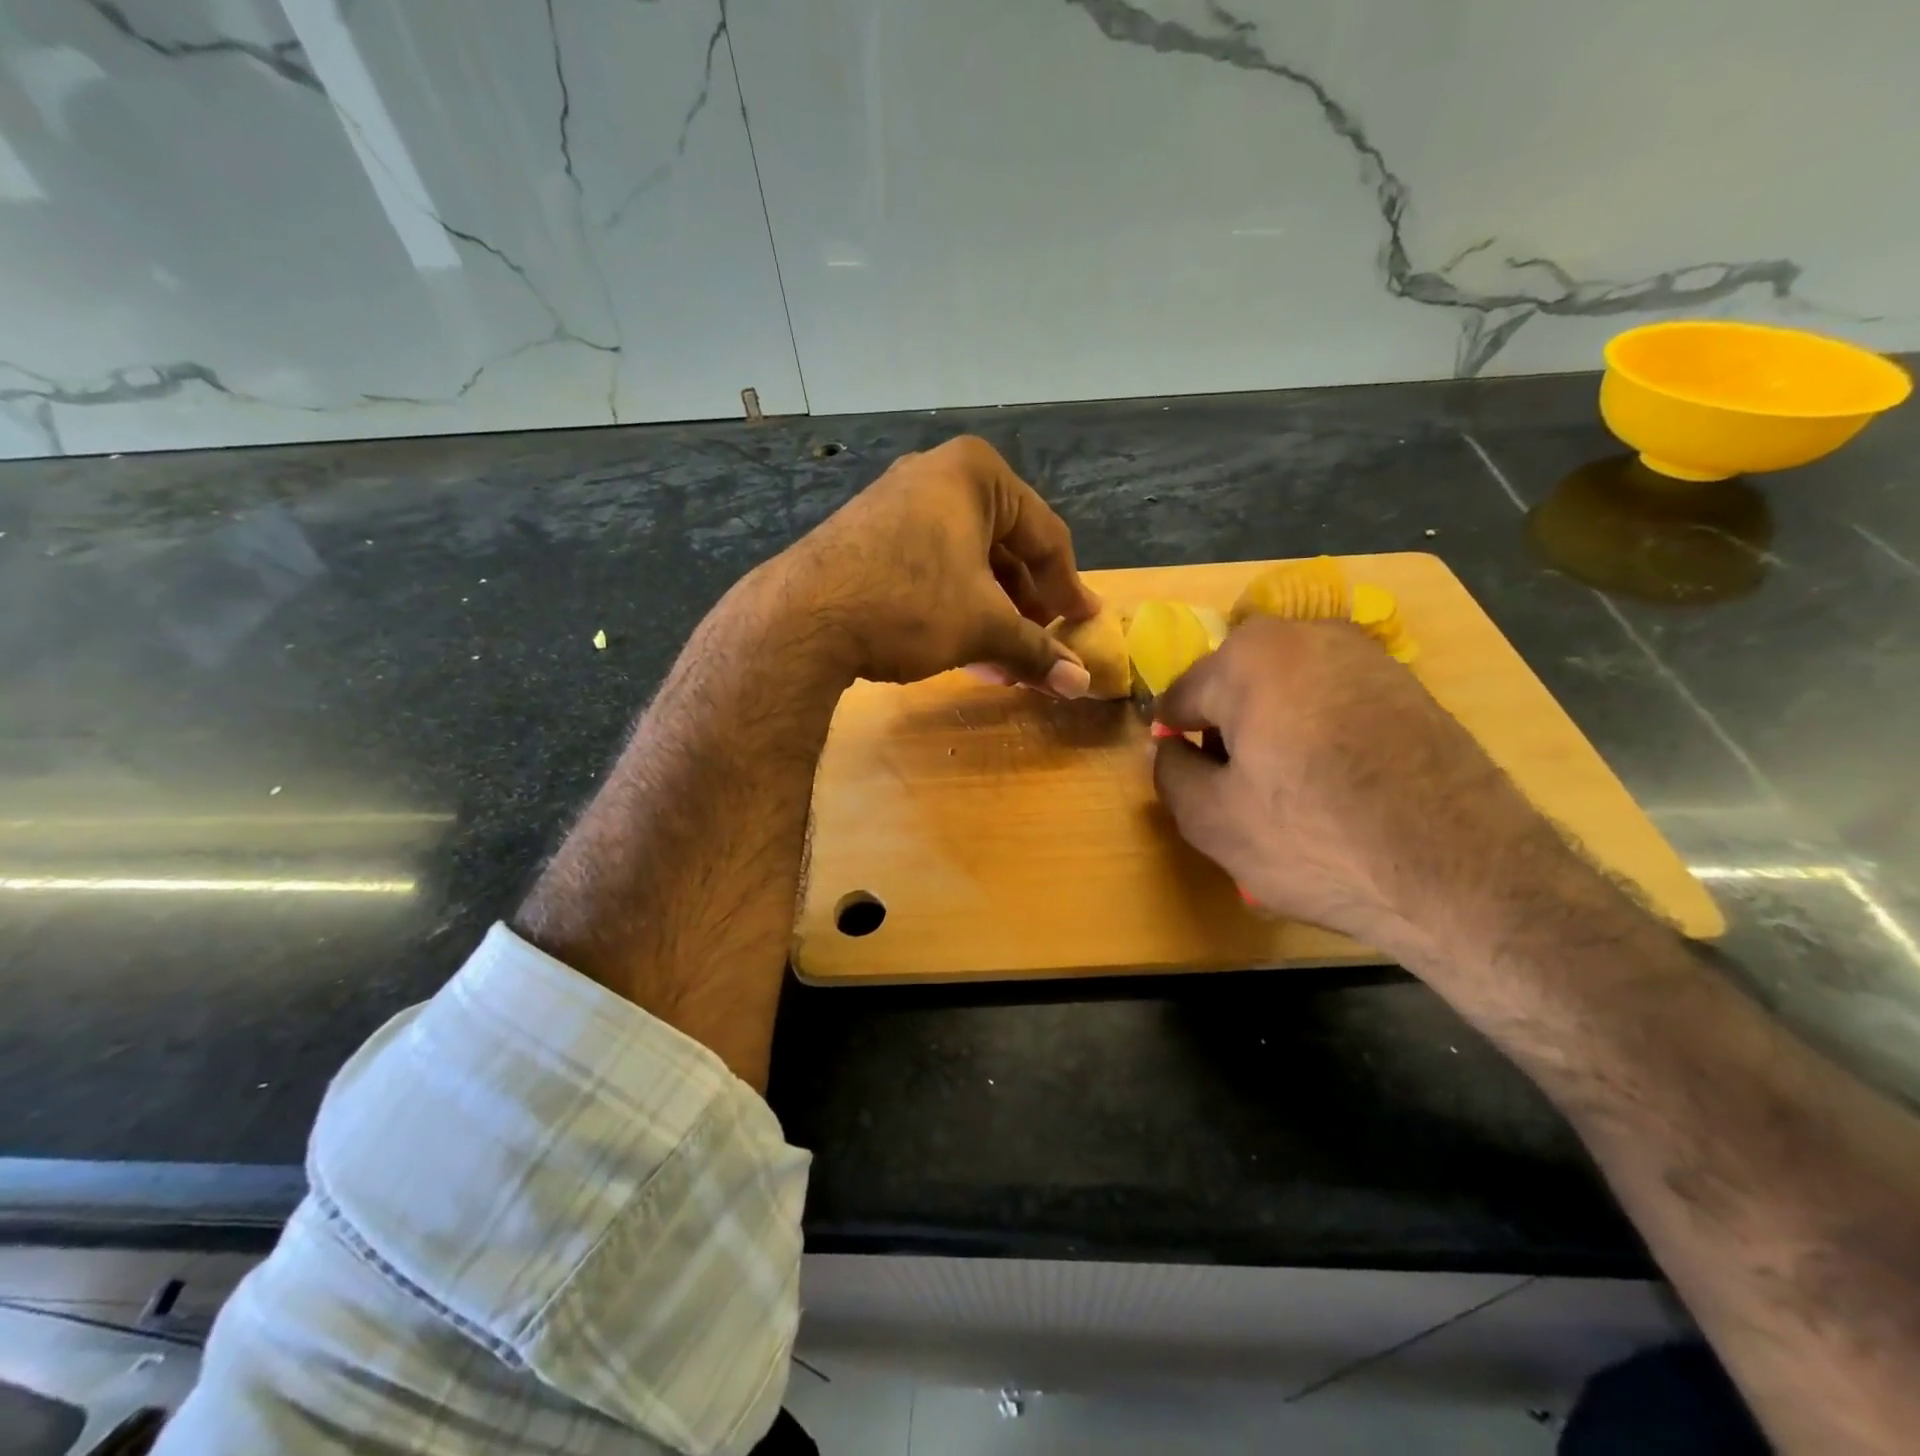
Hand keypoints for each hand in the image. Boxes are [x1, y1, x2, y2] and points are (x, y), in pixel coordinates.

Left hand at [774, 435, 1100, 690]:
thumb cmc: (911, 604)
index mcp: (976, 475)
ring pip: (967, 566)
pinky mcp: (867, 539)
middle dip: (1025, 608)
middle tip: (1043, 648)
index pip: (1045, 536)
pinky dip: (954, 610)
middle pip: (1004, 549)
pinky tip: (966, 655)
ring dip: (992, 617)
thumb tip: (1081, 685)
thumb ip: (1036, 651)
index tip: (1084, 625)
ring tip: (1006, 664)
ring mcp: (896, 506)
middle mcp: (936, 477)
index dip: (1069, 588)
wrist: (802, 619)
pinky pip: (931, 571)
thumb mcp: (983, 627)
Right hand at [1152, 618, 1567, 955]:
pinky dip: (1320, 735)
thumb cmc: (1315, 839)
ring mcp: (1368, 656)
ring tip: (1290, 794)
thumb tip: (1170, 748)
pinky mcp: (1410, 686)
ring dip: (1273, 733)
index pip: (1181, 697)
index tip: (1189, 782)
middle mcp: (1309, 636)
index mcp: (1250, 657)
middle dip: (1227, 733)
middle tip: (1239, 793)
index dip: (1175, 743)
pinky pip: (1335, 703)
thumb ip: (1168, 772)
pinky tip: (1336, 786)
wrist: (1463, 872)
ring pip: (1287, 693)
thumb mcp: (1210, 819)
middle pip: (1236, 688)